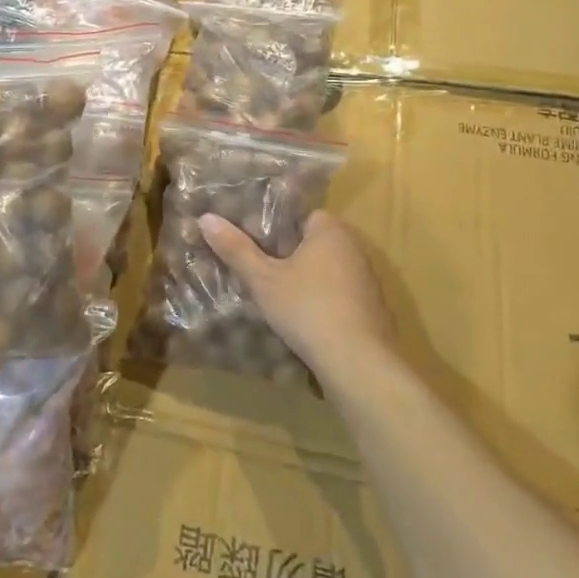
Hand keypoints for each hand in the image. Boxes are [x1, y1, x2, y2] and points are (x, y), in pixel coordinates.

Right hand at [198, 211, 395, 383]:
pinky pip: (339, 294)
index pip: (300, 215)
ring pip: (326, 270)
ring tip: (275, 296)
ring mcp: (367, 279)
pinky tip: (303, 319)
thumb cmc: (306, 309)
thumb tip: (206, 218)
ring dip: (305, 279)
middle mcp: (354, 247)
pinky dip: (321, 301)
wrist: (357, 362)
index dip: (274, 228)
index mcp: (330, 230)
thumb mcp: (263, 280)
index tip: (252, 243)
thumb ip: (236, 249)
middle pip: (312, 242)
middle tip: (257, 270)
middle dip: (287, 254)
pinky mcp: (372, 308)